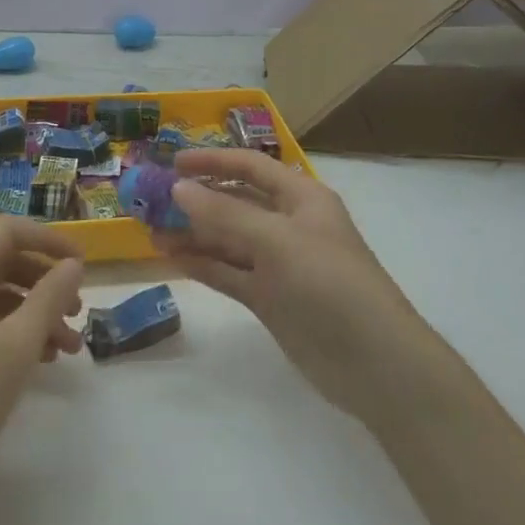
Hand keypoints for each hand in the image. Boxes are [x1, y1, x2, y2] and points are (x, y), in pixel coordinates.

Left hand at [0, 217, 85, 482]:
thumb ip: (50, 296)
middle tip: (79, 309)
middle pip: (4, 263)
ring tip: (70, 345)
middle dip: (46, 281)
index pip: (7, 232)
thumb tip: (74, 264)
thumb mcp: (17, 344)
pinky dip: (18, 335)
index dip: (48, 240)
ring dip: (37, 313)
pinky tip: (44, 360)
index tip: (82, 263)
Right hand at [156, 149, 434, 429]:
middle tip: (151, 200)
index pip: (250, 167)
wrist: (374, 363)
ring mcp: (278, 263)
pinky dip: (203, 264)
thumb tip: (179, 188)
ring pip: (228, 239)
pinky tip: (172, 258)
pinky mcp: (270, 298)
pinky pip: (229, 272)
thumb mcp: (277, 241)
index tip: (172, 162)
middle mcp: (288, 224)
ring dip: (193, 233)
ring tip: (150, 230)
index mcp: (301, 197)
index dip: (212, 161)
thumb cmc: (329, 283)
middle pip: (235, 202)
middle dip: (196, 199)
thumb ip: (225, 215)